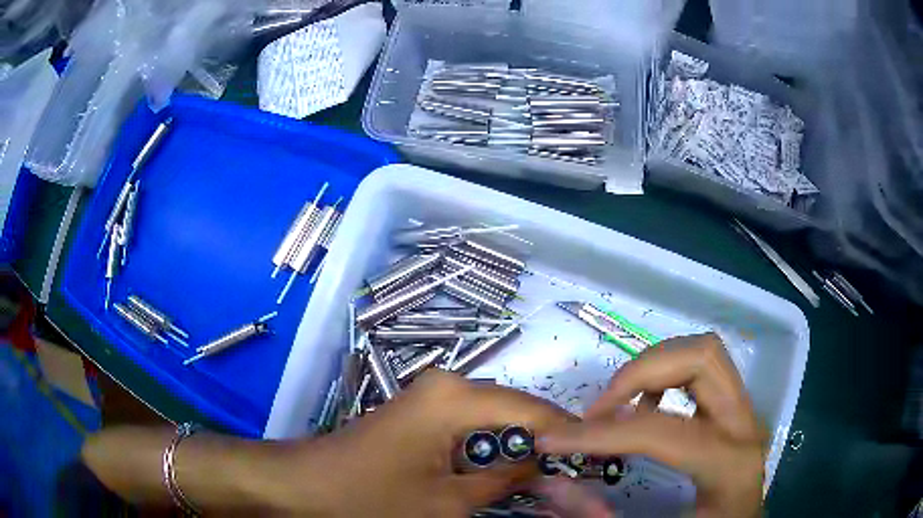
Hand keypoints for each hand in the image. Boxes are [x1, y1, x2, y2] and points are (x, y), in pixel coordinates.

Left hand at [268, 369, 574, 516]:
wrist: (307, 485)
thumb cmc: (371, 496)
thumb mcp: (447, 501)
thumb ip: (503, 480)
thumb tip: (546, 467)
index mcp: (457, 397)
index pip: (534, 411)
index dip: (569, 437)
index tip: (595, 461)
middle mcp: (450, 387)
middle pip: (518, 419)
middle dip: (549, 454)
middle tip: (578, 485)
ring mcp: (435, 401)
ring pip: (498, 429)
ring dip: (524, 459)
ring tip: (554, 488)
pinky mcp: (424, 418)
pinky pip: (473, 435)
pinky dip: (495, 458)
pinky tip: (513, 479)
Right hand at [538, 334, 766, 517]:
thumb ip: (602, 514)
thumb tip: (555, 482)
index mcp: (728, 464)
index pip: (662, 432)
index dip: (603, 434)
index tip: (553, 439)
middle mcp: (744, 425)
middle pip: (700, 359)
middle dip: (639, 373)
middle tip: (598, 409)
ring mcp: (744, 411)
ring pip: (703, 352)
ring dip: (654, 366)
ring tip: (618, 403)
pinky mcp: (735, 408)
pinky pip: (703, 367)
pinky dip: (667, 373)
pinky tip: (646, 407)